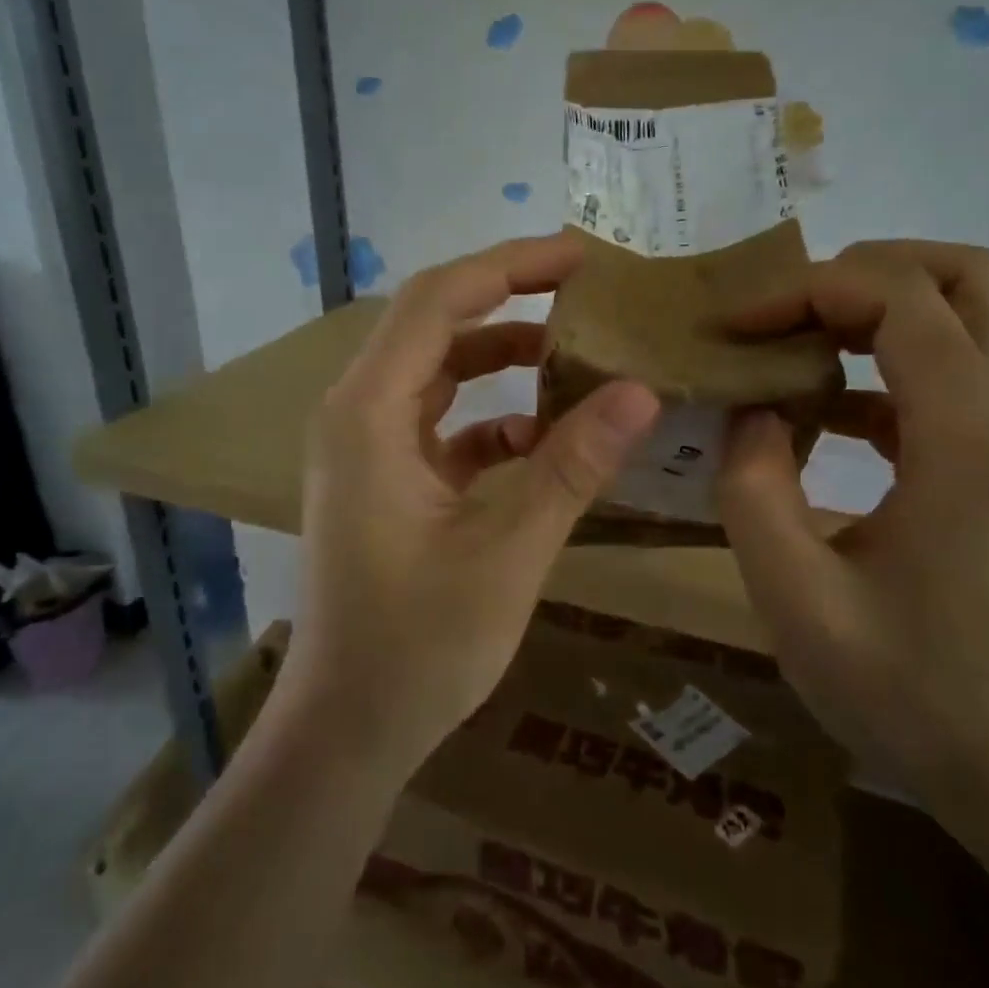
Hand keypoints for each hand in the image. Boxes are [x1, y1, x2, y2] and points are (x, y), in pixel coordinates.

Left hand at [284, 234, 660, 778]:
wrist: (347, 730)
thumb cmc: (417, 647)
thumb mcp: (507, 552)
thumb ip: (571, 466)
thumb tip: (641, 392)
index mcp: (369, 413)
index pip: (439, 301)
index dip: (510, 266)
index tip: (580, 256)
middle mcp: (357, 413)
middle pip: (434, 324)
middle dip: (509, 299)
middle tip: (587, 292)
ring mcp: (367, 447)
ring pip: (438, 372)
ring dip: (501, 357)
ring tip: (575, 354)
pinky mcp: (384, 479)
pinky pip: (440, 424)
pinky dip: (491, 419)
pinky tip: (543, 442)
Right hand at [714, 241, 988, 788]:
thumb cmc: (899, 685)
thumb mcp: (793, 594)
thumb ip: (753, 486)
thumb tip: (746, 407)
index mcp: (967, 441)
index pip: (901, 299)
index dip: (808, 292)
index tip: (738, 327)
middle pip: (962, 274)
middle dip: (861, 272)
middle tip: (784, 313)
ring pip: (966, 309)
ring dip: (874, 307)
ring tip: (793, 348)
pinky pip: (950, 366)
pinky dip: (885, 358)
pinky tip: (824, 410)